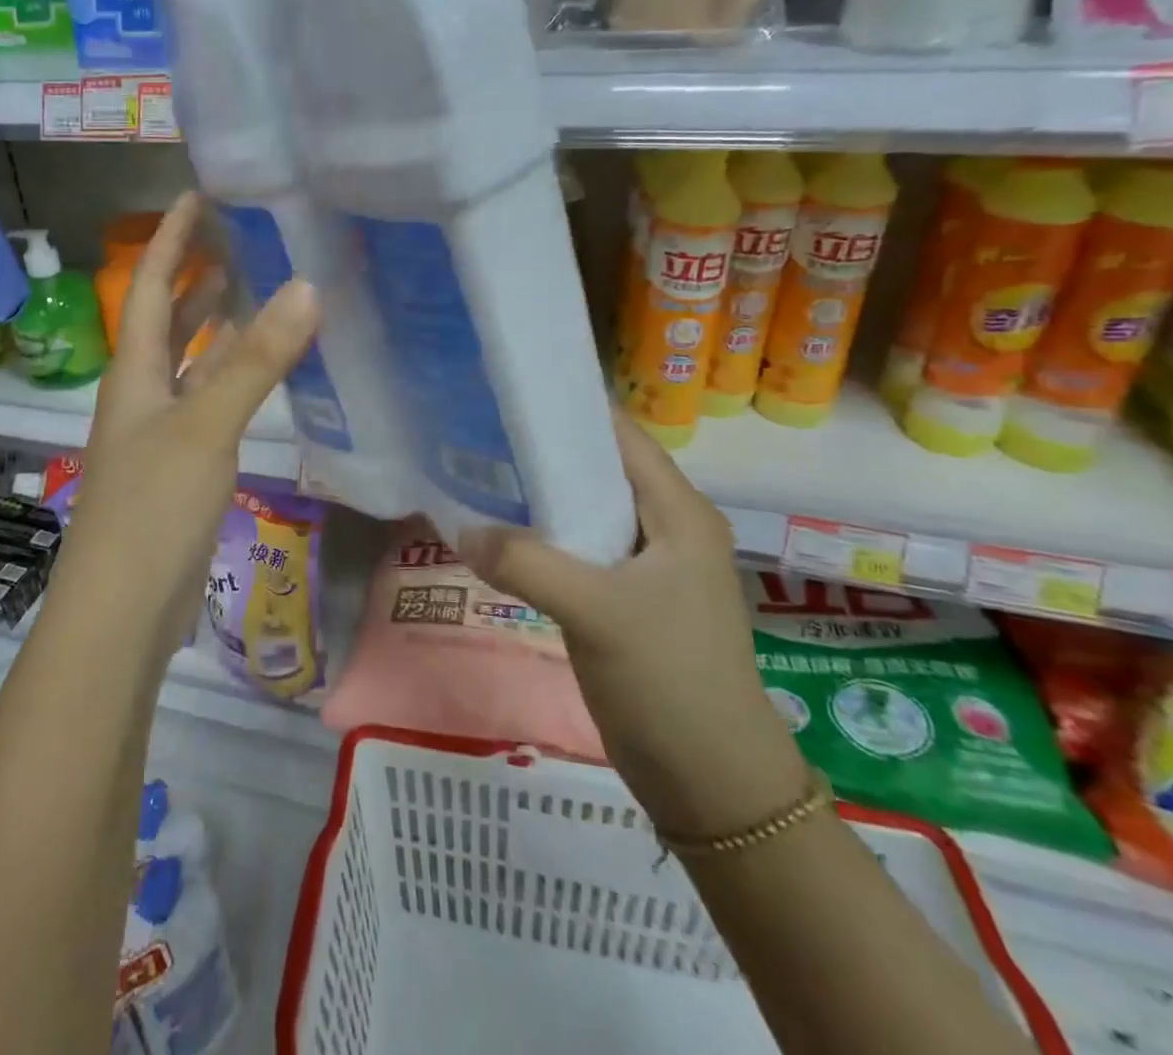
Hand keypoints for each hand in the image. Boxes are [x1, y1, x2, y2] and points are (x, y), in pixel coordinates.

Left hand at [57, 193, 321, 645]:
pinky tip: (264, 371)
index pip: (148, 282)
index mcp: (134, 369)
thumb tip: (307, 286)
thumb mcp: (205, 425)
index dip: (171, 237)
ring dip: (217, 324)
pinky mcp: (181, 464)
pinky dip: (233, 375)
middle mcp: (142, 390)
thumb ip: (255, 360)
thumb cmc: (152, 507)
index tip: (200, 193)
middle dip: (196, 273)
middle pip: (166, 317)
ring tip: (261, 288)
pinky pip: (209, 400)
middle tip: (244, 236)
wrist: (123, 608)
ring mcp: (160, 430)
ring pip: (190, 360)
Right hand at [457, 410, 810, 837]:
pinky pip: (578, 547)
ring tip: (478, 470)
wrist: (711, 782)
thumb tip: (461, 528)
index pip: (620, 434)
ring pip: (585, 508)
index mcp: (678, 511)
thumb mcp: (597, 613)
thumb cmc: (669, 681)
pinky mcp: (625, 596)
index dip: (569, 407)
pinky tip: (499, 533)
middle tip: (479, 429)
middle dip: (543, 447)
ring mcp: (645, 564)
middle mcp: (665, 525)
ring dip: (539, 493)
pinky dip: (541, 535)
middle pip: (598, 467)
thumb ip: (526, 563)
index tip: (509, 391)